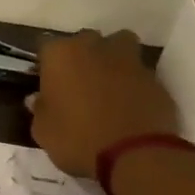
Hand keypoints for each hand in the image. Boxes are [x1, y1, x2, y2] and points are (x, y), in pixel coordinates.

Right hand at [29, 29, 179, 179]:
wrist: (135, 154)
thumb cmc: (77, 139)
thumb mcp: (43, 131)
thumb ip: (40, 109)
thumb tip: (39, 99)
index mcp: (61, 55)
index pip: (45, 47)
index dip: (45, 65)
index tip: (44, 83)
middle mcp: (95, 47)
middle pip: (84, 41)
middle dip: (79, 57)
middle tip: (75, 84)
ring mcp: (129, 59)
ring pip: (117, 46)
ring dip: (111, 58)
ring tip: (106, 84)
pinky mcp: (155, 77)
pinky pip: (138, 73)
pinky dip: (132, 83)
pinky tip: (127, 105)